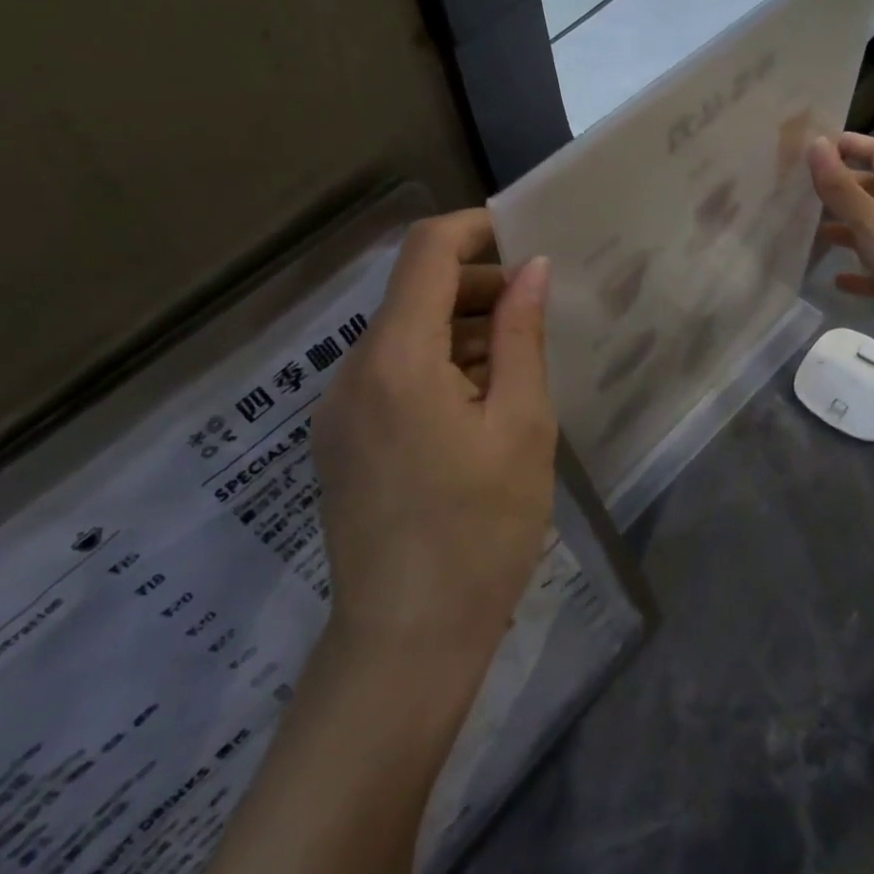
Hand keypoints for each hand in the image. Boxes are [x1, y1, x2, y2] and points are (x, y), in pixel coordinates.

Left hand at [312, 210, 555, 669]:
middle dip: (476, 285)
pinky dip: (434, 365)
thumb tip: (531, 269)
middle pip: (412, 291)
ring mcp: (338, 407)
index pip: (425, 251)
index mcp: (397, 357)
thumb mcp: (521, 425)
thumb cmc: (479, 531)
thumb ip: (520, 336)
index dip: (474, 228)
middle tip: (535, 311)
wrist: (405, 645)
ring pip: (402, 333)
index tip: (523, 236)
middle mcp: (354, 370)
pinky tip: (477, 405)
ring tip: (515, 365)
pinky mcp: (339, 439)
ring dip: (458, 329)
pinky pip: (388, 374)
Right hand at [809, 133, 873, 378]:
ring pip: (872, 232)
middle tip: (803, 194)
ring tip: (811, 235)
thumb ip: (841, 187)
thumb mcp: (872, 222)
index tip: (816, 149)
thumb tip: (816, 143)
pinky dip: (857, 274)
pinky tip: (836, 280)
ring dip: (844, 231)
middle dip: (842, 189)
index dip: (852, 145)